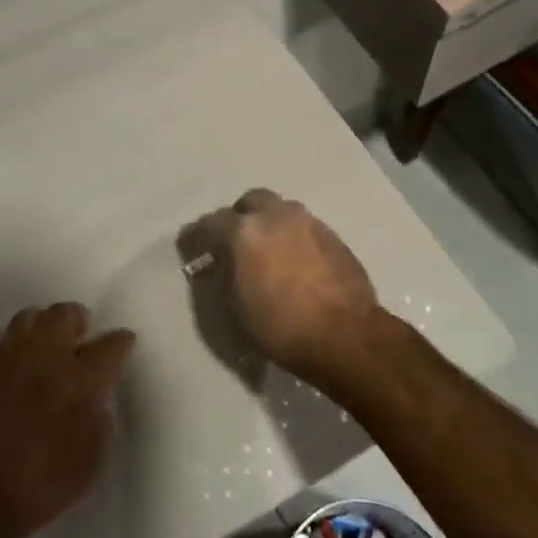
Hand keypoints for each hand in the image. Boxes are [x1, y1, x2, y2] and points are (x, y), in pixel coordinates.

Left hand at [0, 303, 134, 537]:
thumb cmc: (41, 487)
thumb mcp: (92, 461)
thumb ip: (101, 417)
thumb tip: (97, 394)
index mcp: (80, 379)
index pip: (111, 345)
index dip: (121, 343)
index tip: (123, 346)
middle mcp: (46, 357)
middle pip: (66, 314)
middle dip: (80, 323)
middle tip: (83, 342)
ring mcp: (11, 359)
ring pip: (33, 316)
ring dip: (47, 326)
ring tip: (51, 348)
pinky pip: (8, 338)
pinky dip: (21, 343)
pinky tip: (24, 365)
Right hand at [205, 189, 383, 384]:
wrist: (345, 336)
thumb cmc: (280, 326)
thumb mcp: (235, 307)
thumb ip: (223, 276)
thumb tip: (220, 263)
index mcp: (244, 230)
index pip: (210, 223)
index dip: (197, 237)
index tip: (192, 250)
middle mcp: (276, 216)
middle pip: (250, 201)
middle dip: (238, 217)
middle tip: (235, 243)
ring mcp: (309, 222)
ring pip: (281, 210)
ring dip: (269, 224)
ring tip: (268, 252)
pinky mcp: (334, 235)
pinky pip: (304, 227)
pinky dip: (293, 237)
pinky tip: (296, 263)